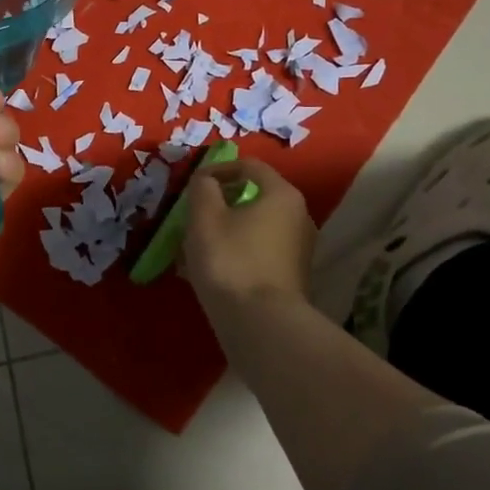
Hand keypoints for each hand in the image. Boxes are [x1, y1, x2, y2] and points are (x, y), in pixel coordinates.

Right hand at [182, 159, 315, 311]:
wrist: (260, 323)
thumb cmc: (230, 260)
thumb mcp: (204, 217)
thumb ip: (202, 189)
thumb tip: (206, 181)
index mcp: (282, 195)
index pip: (250, 166)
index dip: (217, 169)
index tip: (193, 185)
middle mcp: (298, 217)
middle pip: (253, 198)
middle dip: (218, 205)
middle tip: (191, 218)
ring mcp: (298, 249)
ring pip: (252, 228)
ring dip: (223, 232)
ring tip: (192, 250)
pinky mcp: (290, 277)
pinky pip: (257, 253)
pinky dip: (234, 254)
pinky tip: (207, 273)